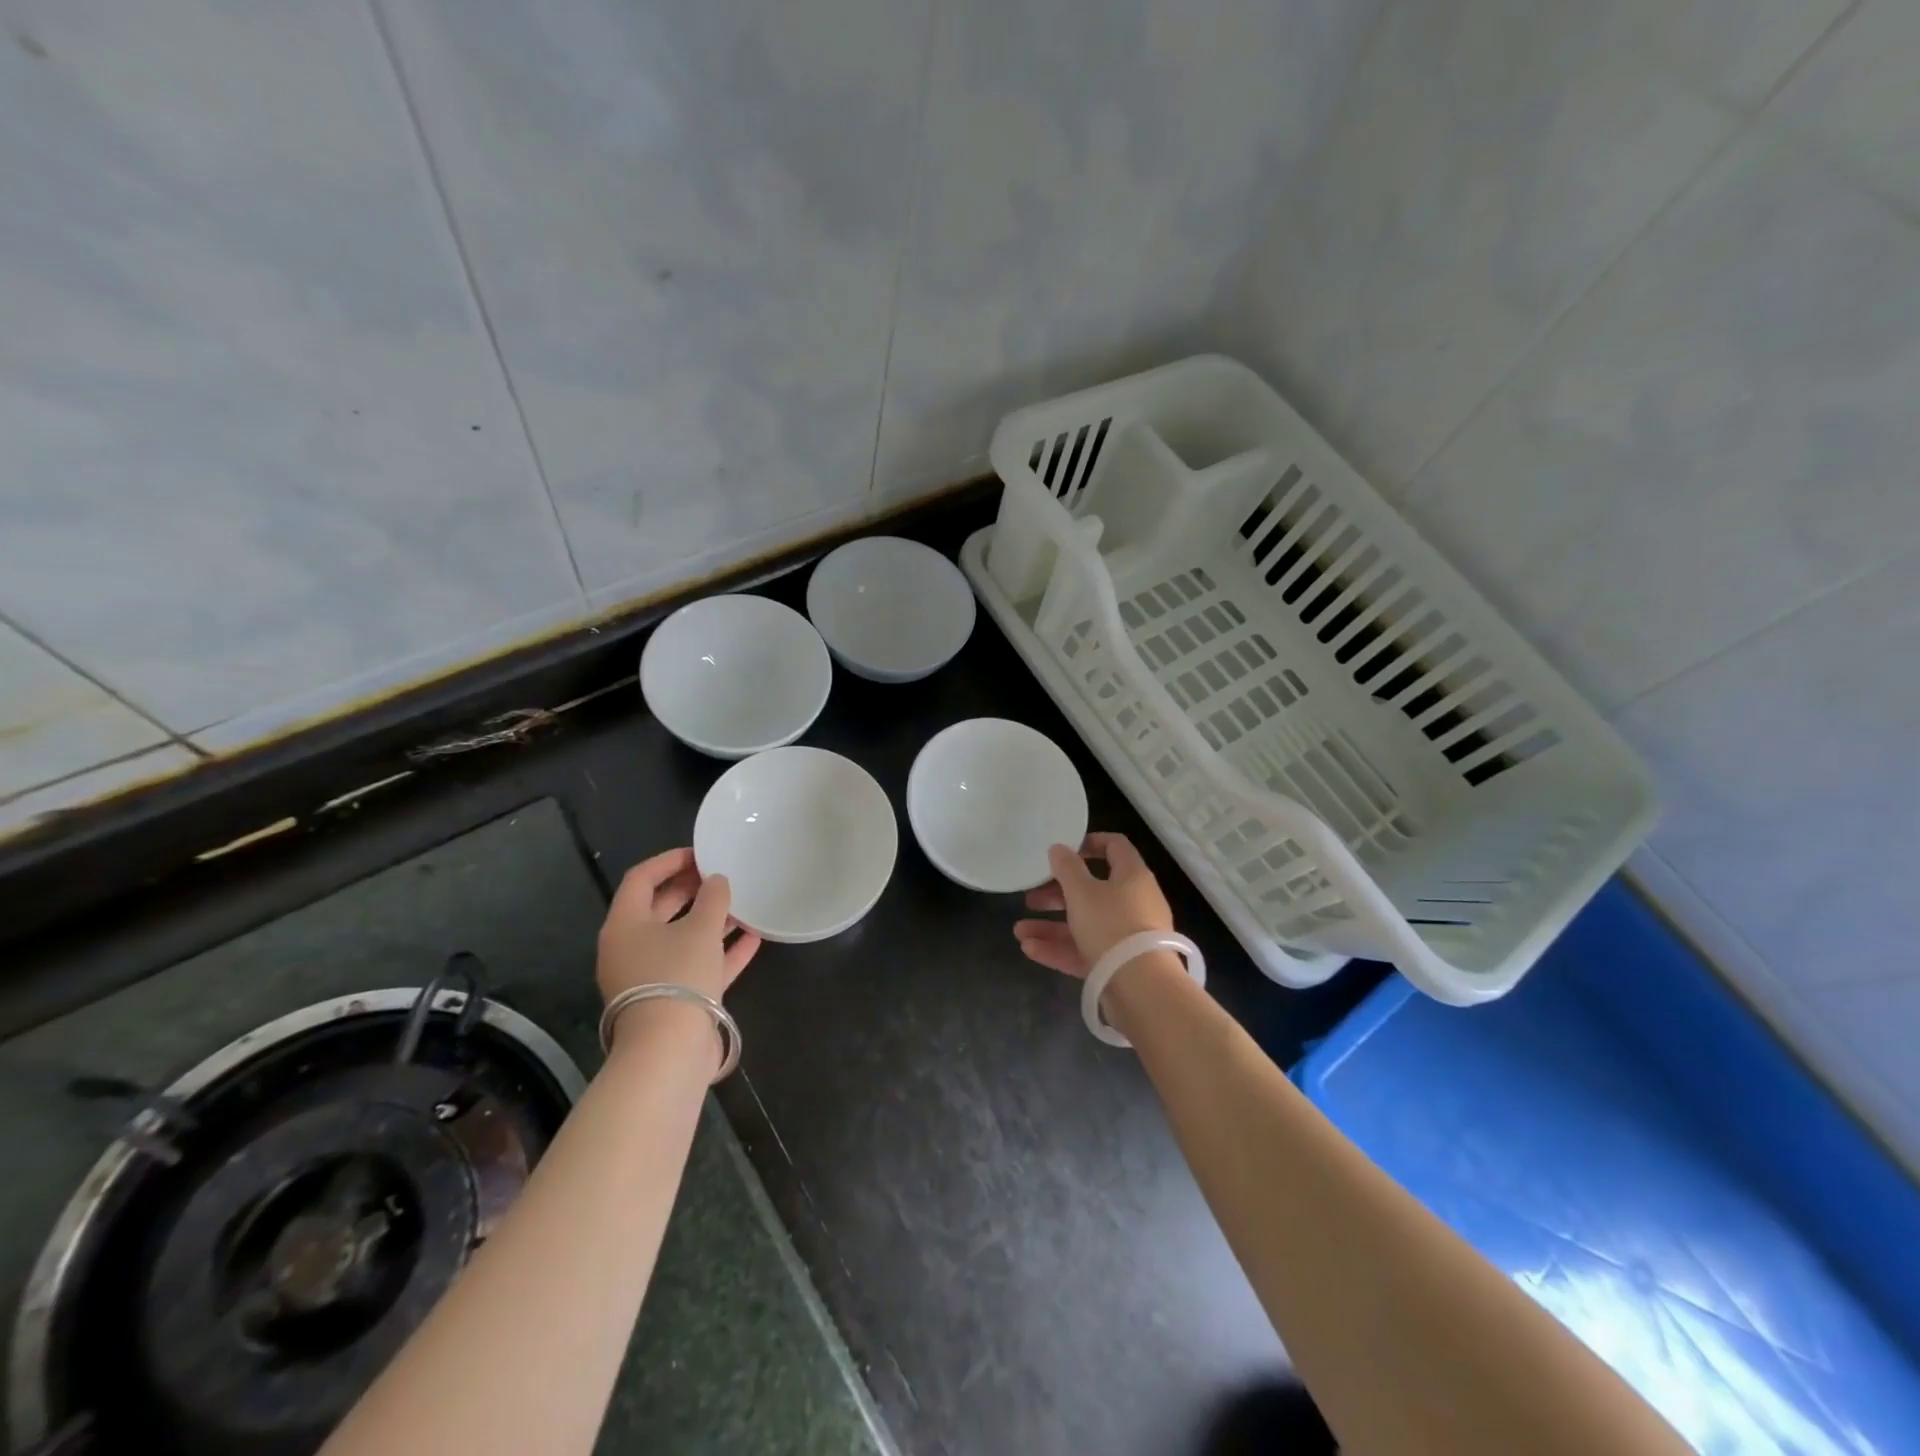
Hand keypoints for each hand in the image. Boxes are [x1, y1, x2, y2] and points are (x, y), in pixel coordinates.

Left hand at [597, 848, 761, 1005]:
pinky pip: (697, 966)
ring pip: (681, 938)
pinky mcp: (672, 1000)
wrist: (669, 1051)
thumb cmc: (677, 975)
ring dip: (711, 921)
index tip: (701, 853)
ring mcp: (651, 977)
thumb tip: (717, 881)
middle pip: (660, 908)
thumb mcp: (700, 928)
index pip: (641, 879)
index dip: (669, 860)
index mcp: (624, 925)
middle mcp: (631, 948)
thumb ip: (712, 898)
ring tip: (743, 904)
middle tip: (722, 875)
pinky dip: (721, 951)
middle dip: (692, 890)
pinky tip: (753, 939)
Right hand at [1013, 832, 1174, 978]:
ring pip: (1084, 924)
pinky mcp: (1118, 964)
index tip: (1062, 850)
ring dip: (1051, 926)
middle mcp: (1133, 903)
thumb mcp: (1082, 891)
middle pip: (1092, 890)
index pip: (1115, 847)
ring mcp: (1126, 936)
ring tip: (1019, 932)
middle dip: (1057, 893)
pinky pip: (1086, 950)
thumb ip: (1067, 868)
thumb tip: (1059, 848)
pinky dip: (1060, 948)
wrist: (1141, 988)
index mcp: (1132, 876)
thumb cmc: (1111, 925)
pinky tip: (1030, 950)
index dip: (1089, 843)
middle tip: (1031, 897)